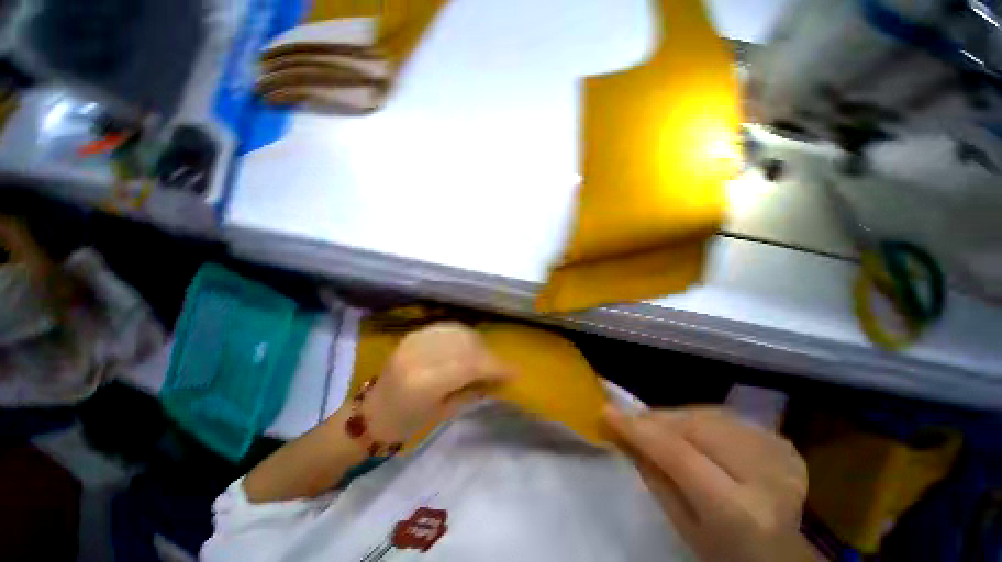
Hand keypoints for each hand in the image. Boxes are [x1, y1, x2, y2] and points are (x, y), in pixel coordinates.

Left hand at [363, 322, 512, 442]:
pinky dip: (463, 336)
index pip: (470, 364)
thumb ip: (473, 390)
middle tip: (498, 366)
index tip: (514, 372)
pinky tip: (468, 347)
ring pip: (459, 332)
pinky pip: (448, 329)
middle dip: (488, 354)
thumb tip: (499, 377)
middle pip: (467, 344)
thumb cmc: (406, 423)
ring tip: (484, 357)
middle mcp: (420, 354)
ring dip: (477, 343)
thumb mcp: (444, 412)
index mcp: (424, 382)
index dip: (495, 366)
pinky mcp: (414, 334)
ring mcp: (415, 340)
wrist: (371, 413)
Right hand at [604, 406, 811, 561]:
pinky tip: (694, 434)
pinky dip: (700, 419)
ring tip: (659, 427)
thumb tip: (624, 435)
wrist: (784, 556)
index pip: (678, 454)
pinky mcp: (782, 444)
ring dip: (676, 417)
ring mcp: (779, 456)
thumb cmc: (725, 554)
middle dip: (656, 420)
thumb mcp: (683, 526)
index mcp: (739, 511)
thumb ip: (654, 477)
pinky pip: (727, 417)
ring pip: (708, 415)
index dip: (639, 429)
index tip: (607, 412)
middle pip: (694, 427)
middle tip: (632, 421)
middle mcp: (764, 477)